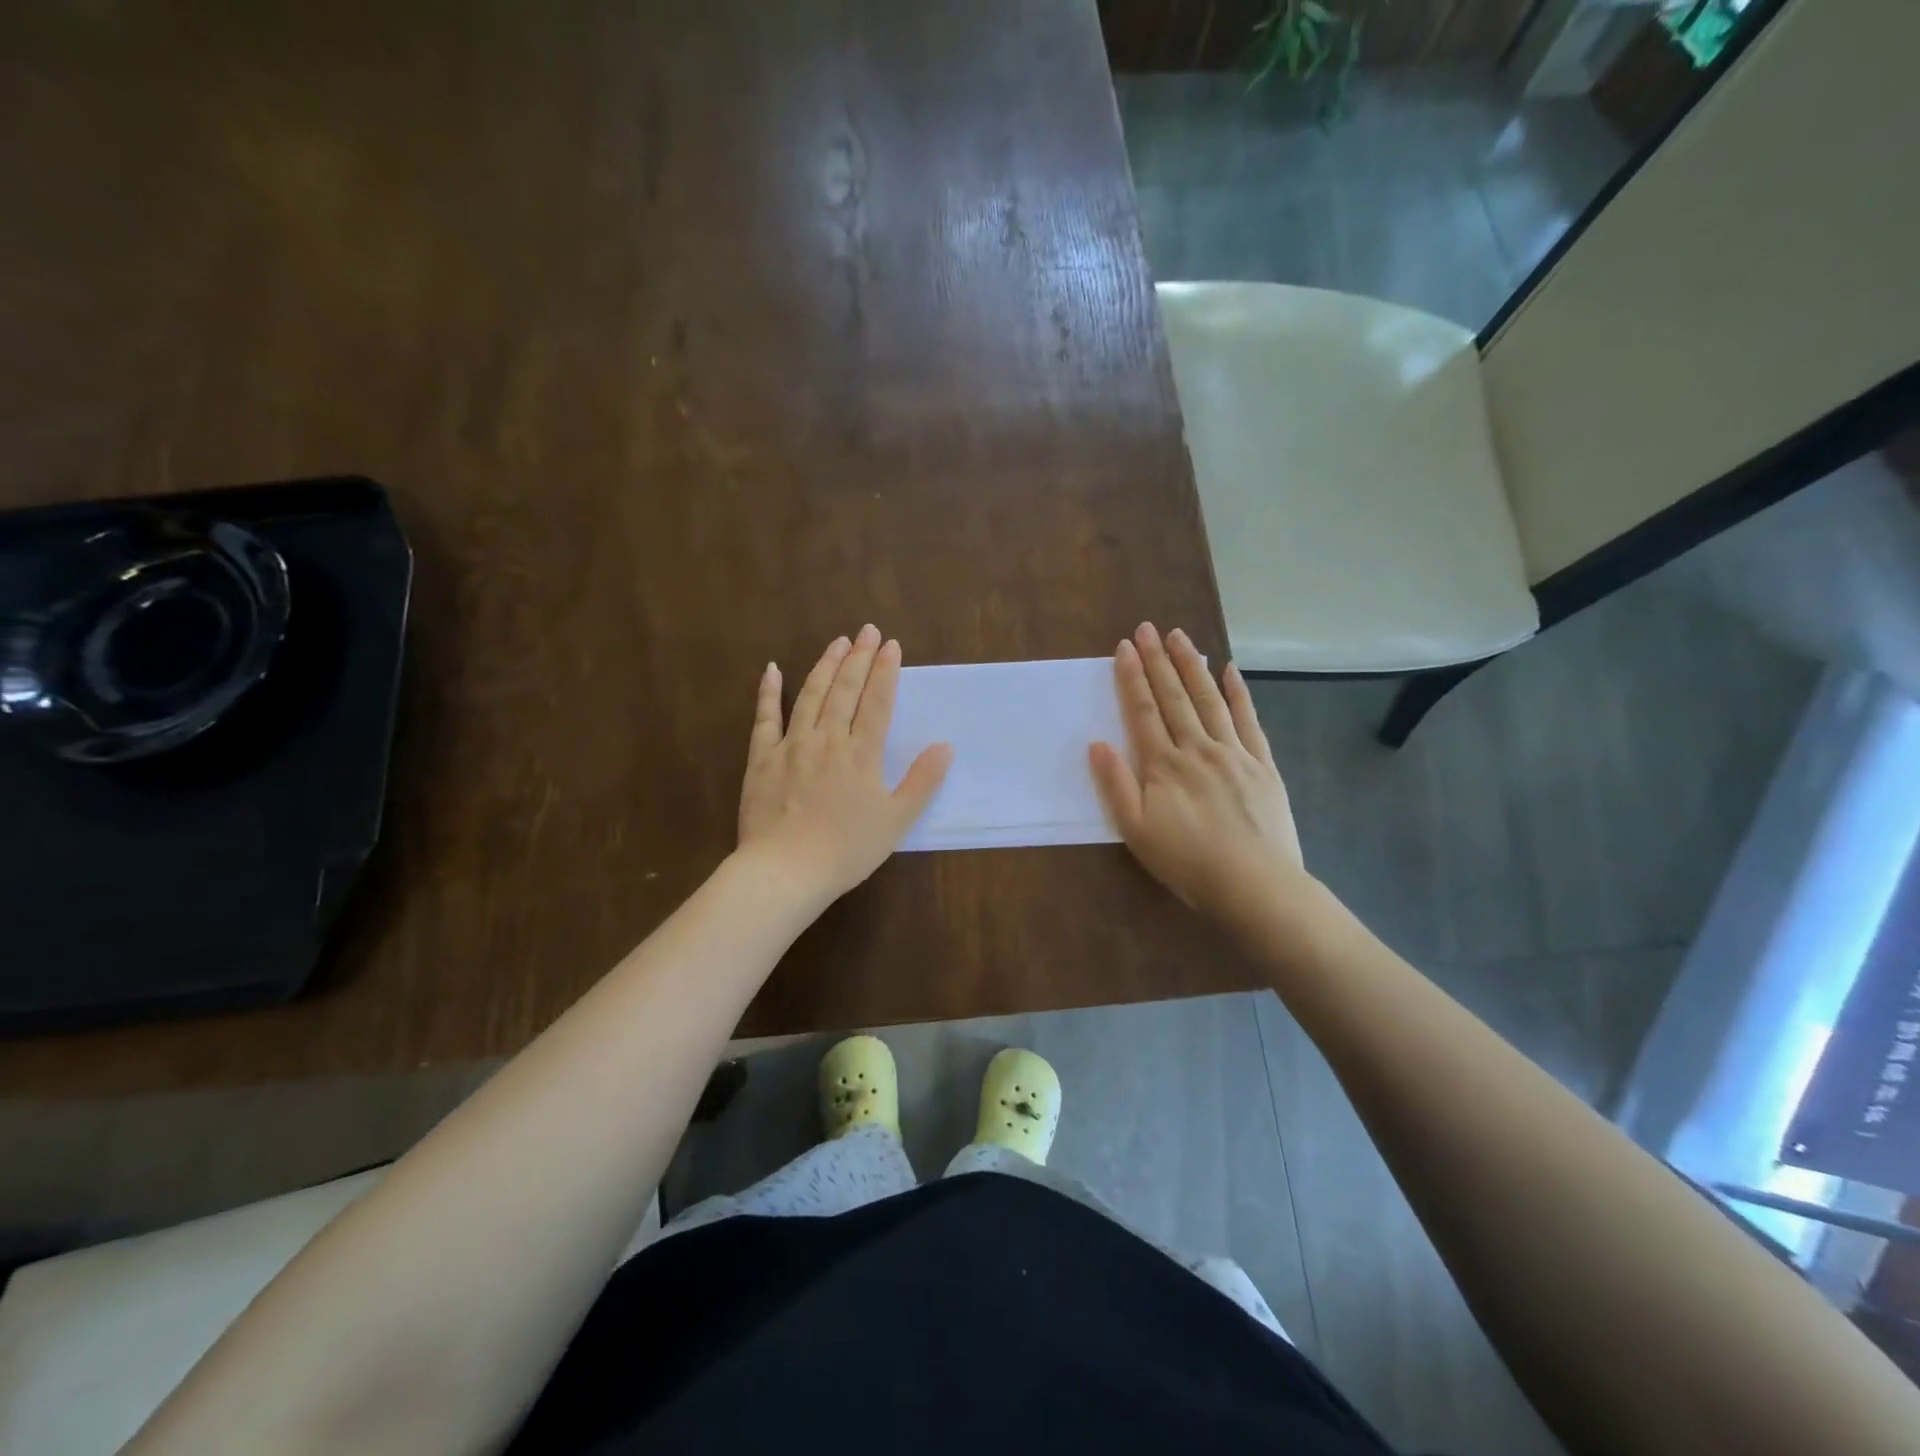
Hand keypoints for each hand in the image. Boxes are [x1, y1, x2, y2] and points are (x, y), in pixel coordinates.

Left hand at [738, 625, 952, 903]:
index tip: (891, 645)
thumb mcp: (896, 820)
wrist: (786, 870)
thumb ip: (922, 781)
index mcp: (862, 754)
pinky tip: (772, 670)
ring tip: (837, 642)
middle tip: (866, 630)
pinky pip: (765, 718)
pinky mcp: (762, 758)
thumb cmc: (846, 849)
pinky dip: (769, 692)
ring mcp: (791, 745)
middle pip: (845, 690)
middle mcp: (828, 739)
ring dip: (825, 665)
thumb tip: (945, 747)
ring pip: (810, 695)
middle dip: (858, 657)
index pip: (877, 702)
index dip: (885, 671)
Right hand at [1089, 623, 1306, 927]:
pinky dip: (1238, 693)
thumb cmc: (1187, 862)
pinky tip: (1230, 670)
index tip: (1125, 647)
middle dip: (1158, 660)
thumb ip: (1115, 785)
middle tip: (1148, 628)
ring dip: (1193, 666)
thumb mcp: (1136, 831)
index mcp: (1163, 765)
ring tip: (1180, 637)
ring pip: (1209, 699)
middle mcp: (1197, 748)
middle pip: (1174, 697)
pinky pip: (1248, 719)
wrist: (1253, 884)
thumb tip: (1096, 744)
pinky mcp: (1262, 763)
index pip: (1143, 711)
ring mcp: (1233, 752)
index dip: (1132, 678)